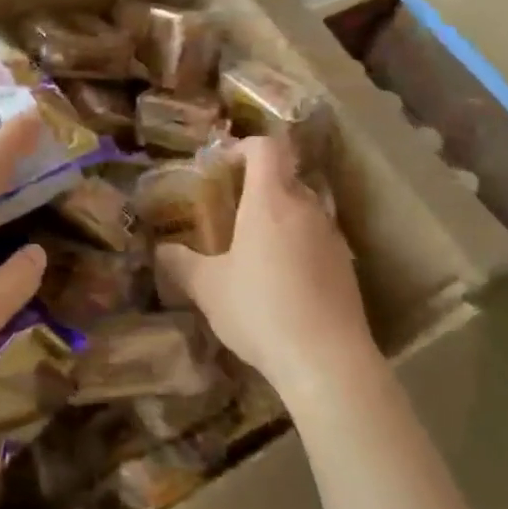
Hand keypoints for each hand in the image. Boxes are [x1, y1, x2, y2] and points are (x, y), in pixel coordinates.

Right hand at [155, 136, 376, 391]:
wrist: (327, 360)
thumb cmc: (260, 310)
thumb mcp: (207, 288)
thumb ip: (180, 263)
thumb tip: (160, 250)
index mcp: (270, 201)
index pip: (265, 148)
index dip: (242, 148)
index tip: (221, 168)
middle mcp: (306, 208)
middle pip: (284, 176)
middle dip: (257, 186)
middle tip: (229, 210)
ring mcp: (331, 237)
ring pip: (302, 208)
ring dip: (278, 217)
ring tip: (252, 248)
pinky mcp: (346, 266)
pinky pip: (316, 238)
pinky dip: (296, 244)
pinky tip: (280, 280)